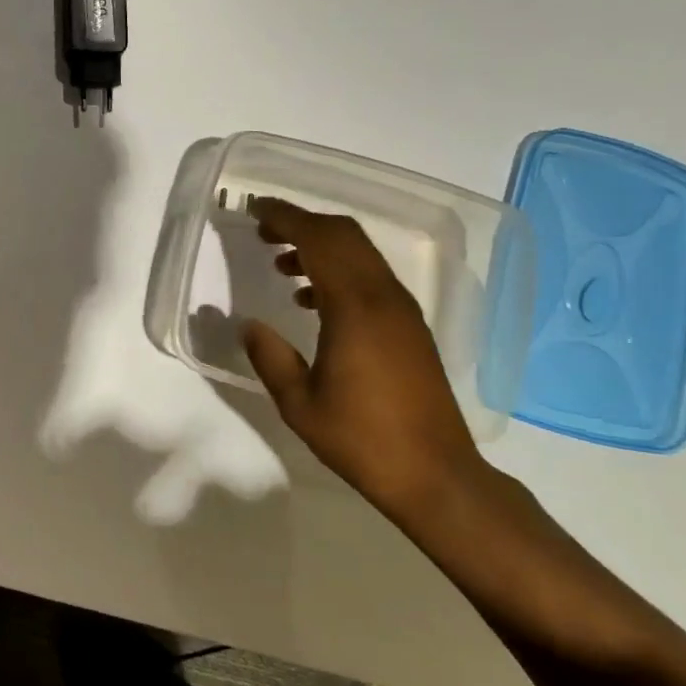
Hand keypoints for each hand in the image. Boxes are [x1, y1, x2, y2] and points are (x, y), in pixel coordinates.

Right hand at [241, 197, 486, 515]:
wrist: (436, 475)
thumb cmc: (362, 439)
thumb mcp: (299, 403)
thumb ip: (270, 357)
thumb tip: (249, 324)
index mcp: (355, 308)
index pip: (319, 240)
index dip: (286, 218)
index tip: (256, 210)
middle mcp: (384, 298)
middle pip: (345, 236)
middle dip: (303, 223)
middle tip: (264, 229)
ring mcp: (402, 311)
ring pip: (361, 254)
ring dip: (321, 246)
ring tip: (281, 263)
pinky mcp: (410, 327)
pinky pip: (371, 278)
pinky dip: (339, 271)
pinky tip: (311, 300)